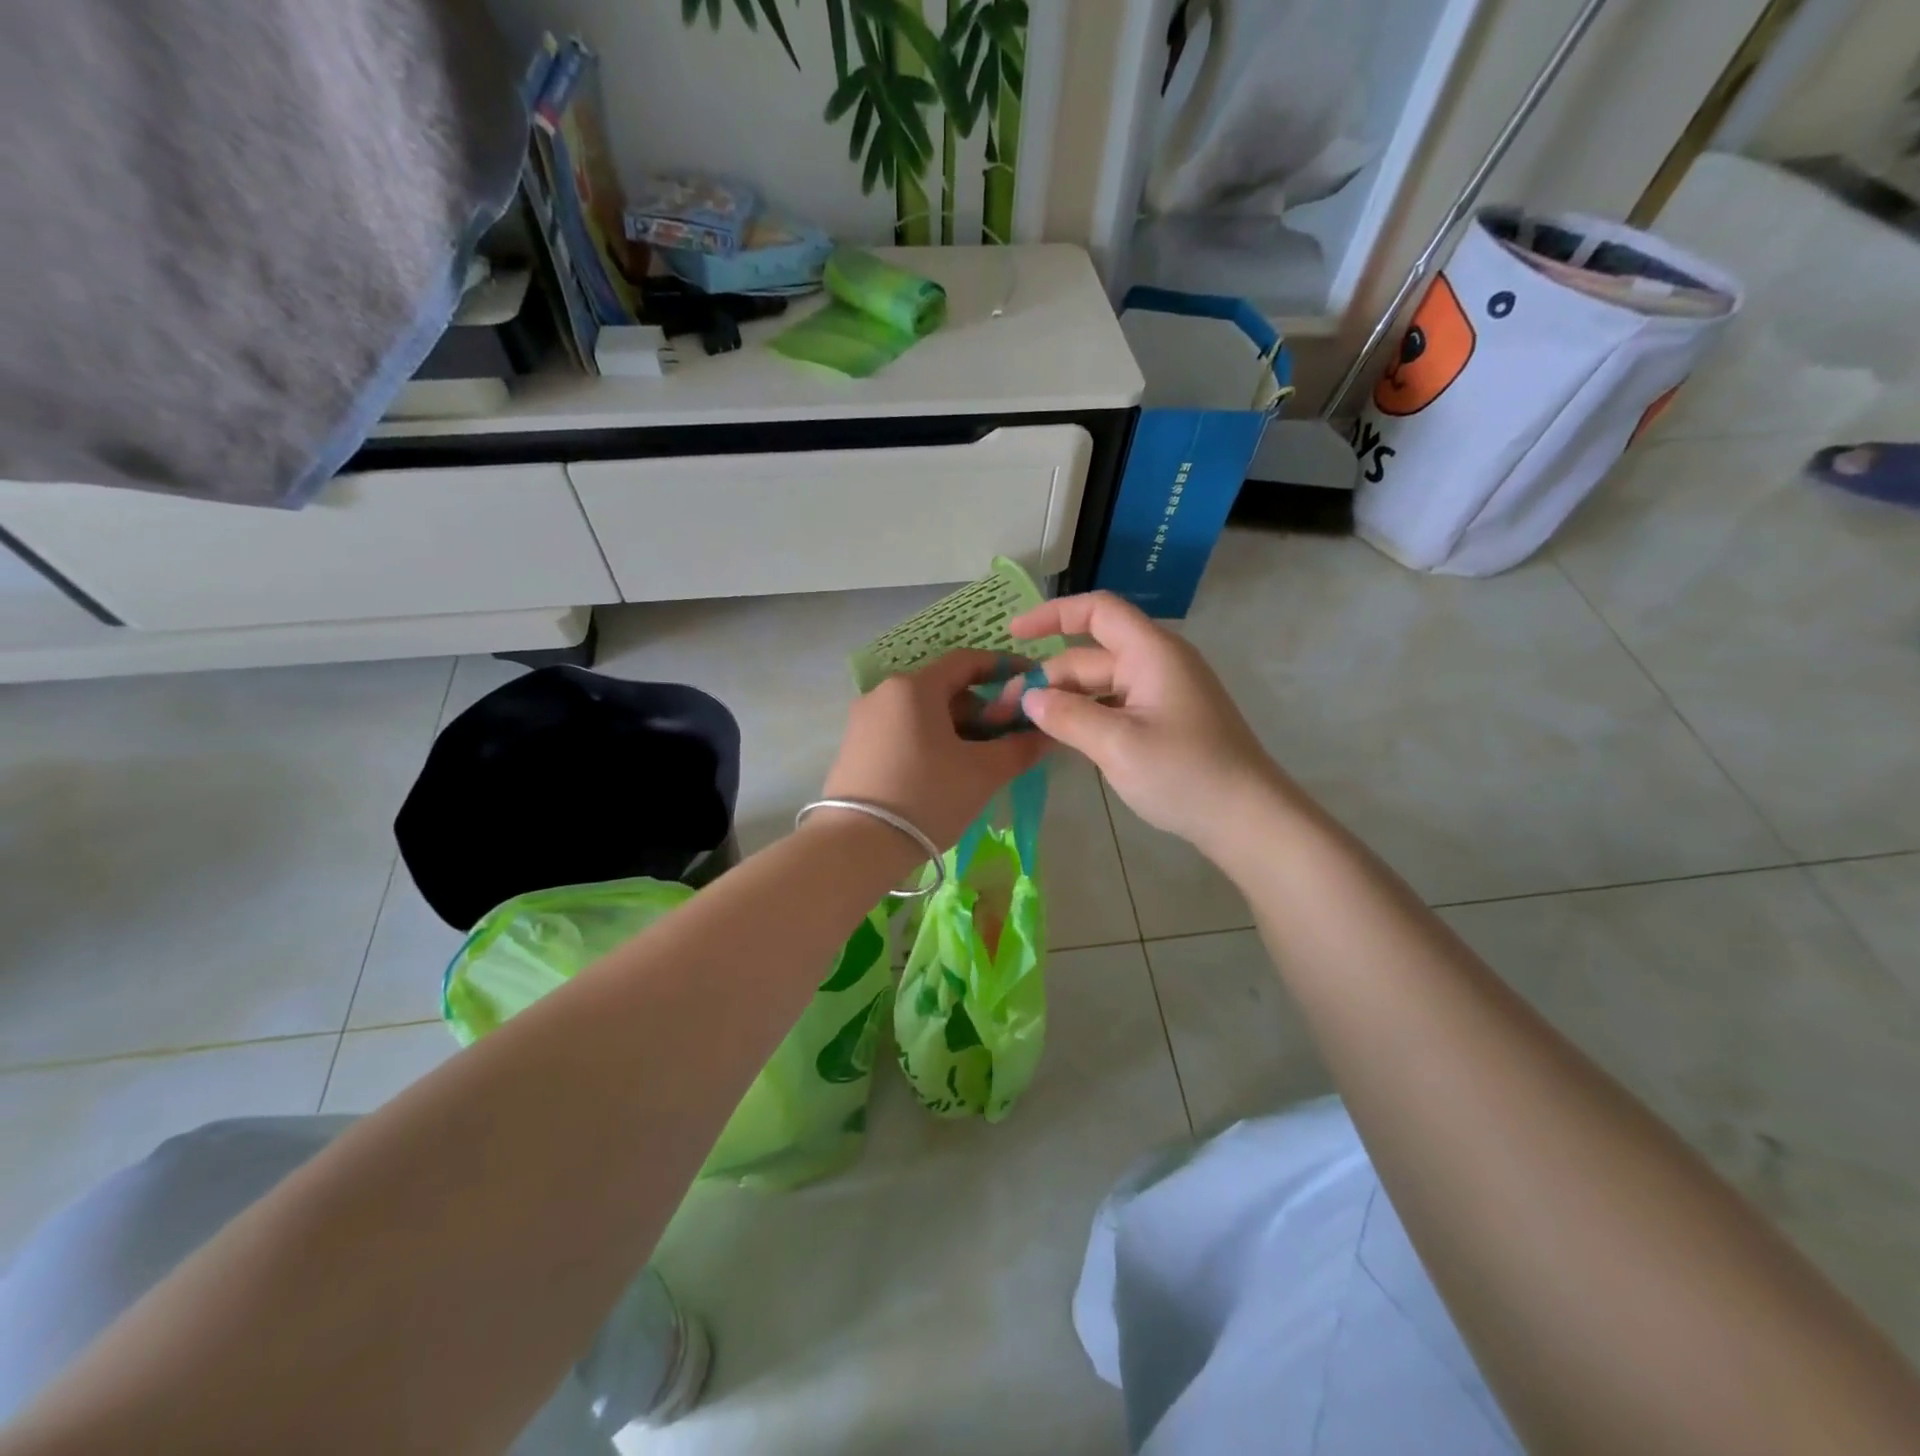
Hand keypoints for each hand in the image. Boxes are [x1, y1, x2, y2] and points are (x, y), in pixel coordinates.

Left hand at [821, 649, 1047, 848]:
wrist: (856, 845)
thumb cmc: (927, 796)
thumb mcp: (982, 773)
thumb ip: (1019, 748)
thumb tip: (1046, 734)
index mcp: (914, 687)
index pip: (967, 661)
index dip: (1003, 668)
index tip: (1030, 683)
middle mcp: (884, 693)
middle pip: (944, 688)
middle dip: (982, 708)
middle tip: (1008, 737)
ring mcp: (864, 720)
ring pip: (923, 713)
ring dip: (957, 728)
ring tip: (981, 761)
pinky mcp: (855, 748)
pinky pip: (903, 731)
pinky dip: (931, 741)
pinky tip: (946, 773)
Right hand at [1006, 592, 1283, 853]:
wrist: (1247, 819)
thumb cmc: (1184, 774)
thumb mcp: (1117, 745)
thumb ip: (1067, 716)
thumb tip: (1028, 697)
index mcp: (1151, 653)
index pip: (1097, 611)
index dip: (1052, 614)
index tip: (1013, 634)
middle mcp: (1157, 664)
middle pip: (1091, 655)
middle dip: (1048, 677)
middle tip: (1006, 710)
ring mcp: (1162, 694)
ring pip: (1100, 685)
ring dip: (1064, 700)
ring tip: (1025, 726)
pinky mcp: (1164, 722)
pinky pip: (1115, 707)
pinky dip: (1086, 716)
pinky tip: (1061, 739)